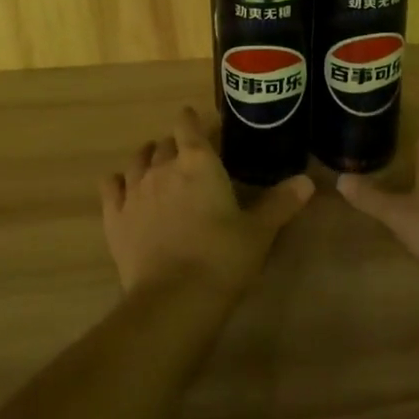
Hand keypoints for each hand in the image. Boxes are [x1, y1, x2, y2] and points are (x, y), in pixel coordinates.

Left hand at [101, 107, 314, 297]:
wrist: (174, 298)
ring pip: (137, 160)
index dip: (192, 120)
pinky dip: (118, 183)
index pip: (188, 124)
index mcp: (199, 161)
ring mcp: (135, 190)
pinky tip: (124, 189)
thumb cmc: (223, 257)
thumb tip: (307, 181)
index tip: (200, 124)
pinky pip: (111, 186)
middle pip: (165, 143)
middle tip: (188, 159)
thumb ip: (281, 203)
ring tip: (156, 167)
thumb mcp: (259, 231)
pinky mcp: (115, 216)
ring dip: (147, 159)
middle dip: (175, 145)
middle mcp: (163, 166)